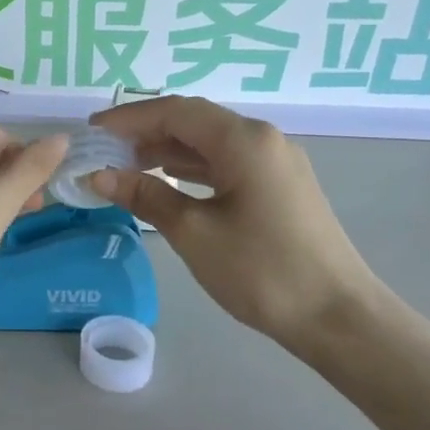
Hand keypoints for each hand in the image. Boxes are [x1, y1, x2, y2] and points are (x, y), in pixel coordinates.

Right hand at [87, 96, 378, 354]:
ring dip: (167, 150)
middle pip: (194, 121)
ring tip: (125, 166)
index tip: (91, 130)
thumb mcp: (193, 232)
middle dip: (146, 131)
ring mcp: (275, 163)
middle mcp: (262, 139)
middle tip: (104, 150)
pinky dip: (191, 168)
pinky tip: (167, 181)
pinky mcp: (279, 187)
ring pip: (210, 143)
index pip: (175, 111)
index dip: (129, 117)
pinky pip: (226, 163)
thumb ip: (145, 196)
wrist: (337, 317)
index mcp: (244, 140)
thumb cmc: (261, 270)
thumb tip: (99, 175)